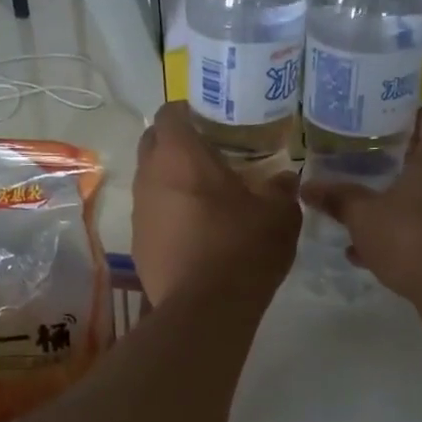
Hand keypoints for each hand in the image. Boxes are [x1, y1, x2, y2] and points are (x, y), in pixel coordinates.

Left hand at [132, 104, 300, 304]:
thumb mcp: (280, 215)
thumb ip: (281, 189)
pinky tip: (197, 235)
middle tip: (211, 156)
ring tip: (207, 198)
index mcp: (180, 156)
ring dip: (173, 182)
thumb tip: (284, 179)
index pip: (170, 113)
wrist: (205, 310)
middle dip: (177, 144)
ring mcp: (139, 213)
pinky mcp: (137, 245)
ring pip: (151, 181)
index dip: (189, 111)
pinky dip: (170, 216)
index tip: (212, 122)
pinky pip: (153, 216)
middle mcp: (149, 177)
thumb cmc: (242, 249)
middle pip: (154, 144)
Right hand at [301, 104, 421, 308]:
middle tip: (365, 169)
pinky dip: (419, 226)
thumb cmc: (413, 239)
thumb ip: (338, 198)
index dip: (397, 120)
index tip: (370, 132)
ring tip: (370, 212)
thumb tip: (306, 187)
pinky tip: (382, 250)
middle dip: (397, 163)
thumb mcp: (364, 217)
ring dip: (406, 199)